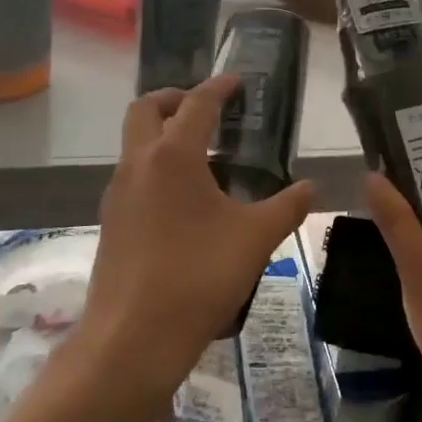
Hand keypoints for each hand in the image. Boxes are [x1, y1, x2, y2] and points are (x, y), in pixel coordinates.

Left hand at [75, 75, 314, 404]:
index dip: (219, 87)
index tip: (237, 82)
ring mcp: (118, 193)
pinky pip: (132, 175)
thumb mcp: (255, 239)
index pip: (197, 103)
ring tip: (202, 156)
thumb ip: (287, 207)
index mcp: (173, 156)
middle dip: (175, 99)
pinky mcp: (110, 222)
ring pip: (134, 143)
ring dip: (162, 134)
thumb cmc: (198, 277)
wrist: (132, 340)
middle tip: (206, 110)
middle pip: (146, 110)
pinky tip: (184, 201)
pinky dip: (155, 167)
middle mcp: (138, 163)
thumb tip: (311, 188)